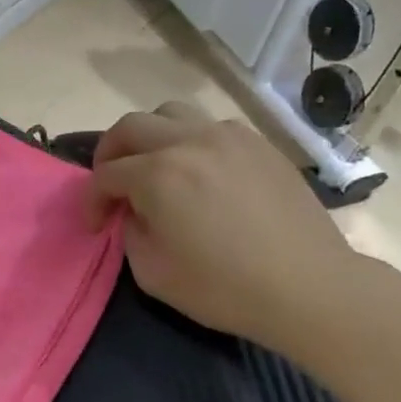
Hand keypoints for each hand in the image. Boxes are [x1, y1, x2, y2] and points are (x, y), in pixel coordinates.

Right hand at [86, 105, 358, 352]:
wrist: (308, 287)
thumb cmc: (224, 288)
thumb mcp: (152, 272)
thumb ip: (130, 232)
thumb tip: (135, 211)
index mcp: (158, 175)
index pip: (105, 175)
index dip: (92, 201)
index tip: (95, 226)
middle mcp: (189, 143)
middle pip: (130, 127)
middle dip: (109, 153)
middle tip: (110, 184)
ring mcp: (228, 137)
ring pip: (170, 113)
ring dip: (149, 137)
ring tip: (152, 167)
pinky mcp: (258, 144)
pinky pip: (209, 126)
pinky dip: (189, 141)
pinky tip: (197, 172)